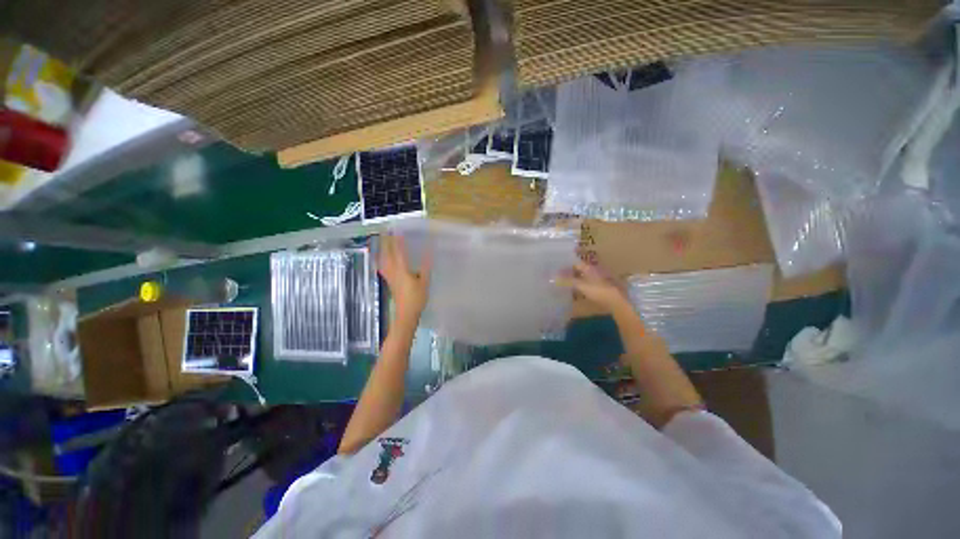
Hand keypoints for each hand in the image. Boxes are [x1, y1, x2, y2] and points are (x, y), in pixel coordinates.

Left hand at [378, 234, 430, 318]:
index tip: (397, 230)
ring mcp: (389, 277)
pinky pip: (382, 267)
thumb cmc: (416, 298)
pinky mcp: (389, 281)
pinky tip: (381, 259)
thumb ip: (425, 266)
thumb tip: (428, 252)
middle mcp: (393, 271)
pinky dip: (380, 260)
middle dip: (387, 242)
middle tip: (386, 231)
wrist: (406, 313)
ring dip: (382, 250)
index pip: (399, 251)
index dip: (398, 240)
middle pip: (387, 254)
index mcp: (402, 270)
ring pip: (383, 260)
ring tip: (381, 241)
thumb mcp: (424, 282)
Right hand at [557, 261, 632, 314]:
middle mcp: (592, 272)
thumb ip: (567, 281)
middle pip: (578, 270)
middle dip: (568, 270)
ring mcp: (595, 281)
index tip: (556, 265)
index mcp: (589, 268)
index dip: (566, 263)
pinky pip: (584, 285)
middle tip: (556, 273)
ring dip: (572, 278)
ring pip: (581, 277)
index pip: (575, 262)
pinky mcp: (597, 289)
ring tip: (562, 281)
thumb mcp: (581, 285)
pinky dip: (577, 286)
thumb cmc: (598, 291)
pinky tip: (572, 290)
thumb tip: (553, 277)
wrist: (615, 302)